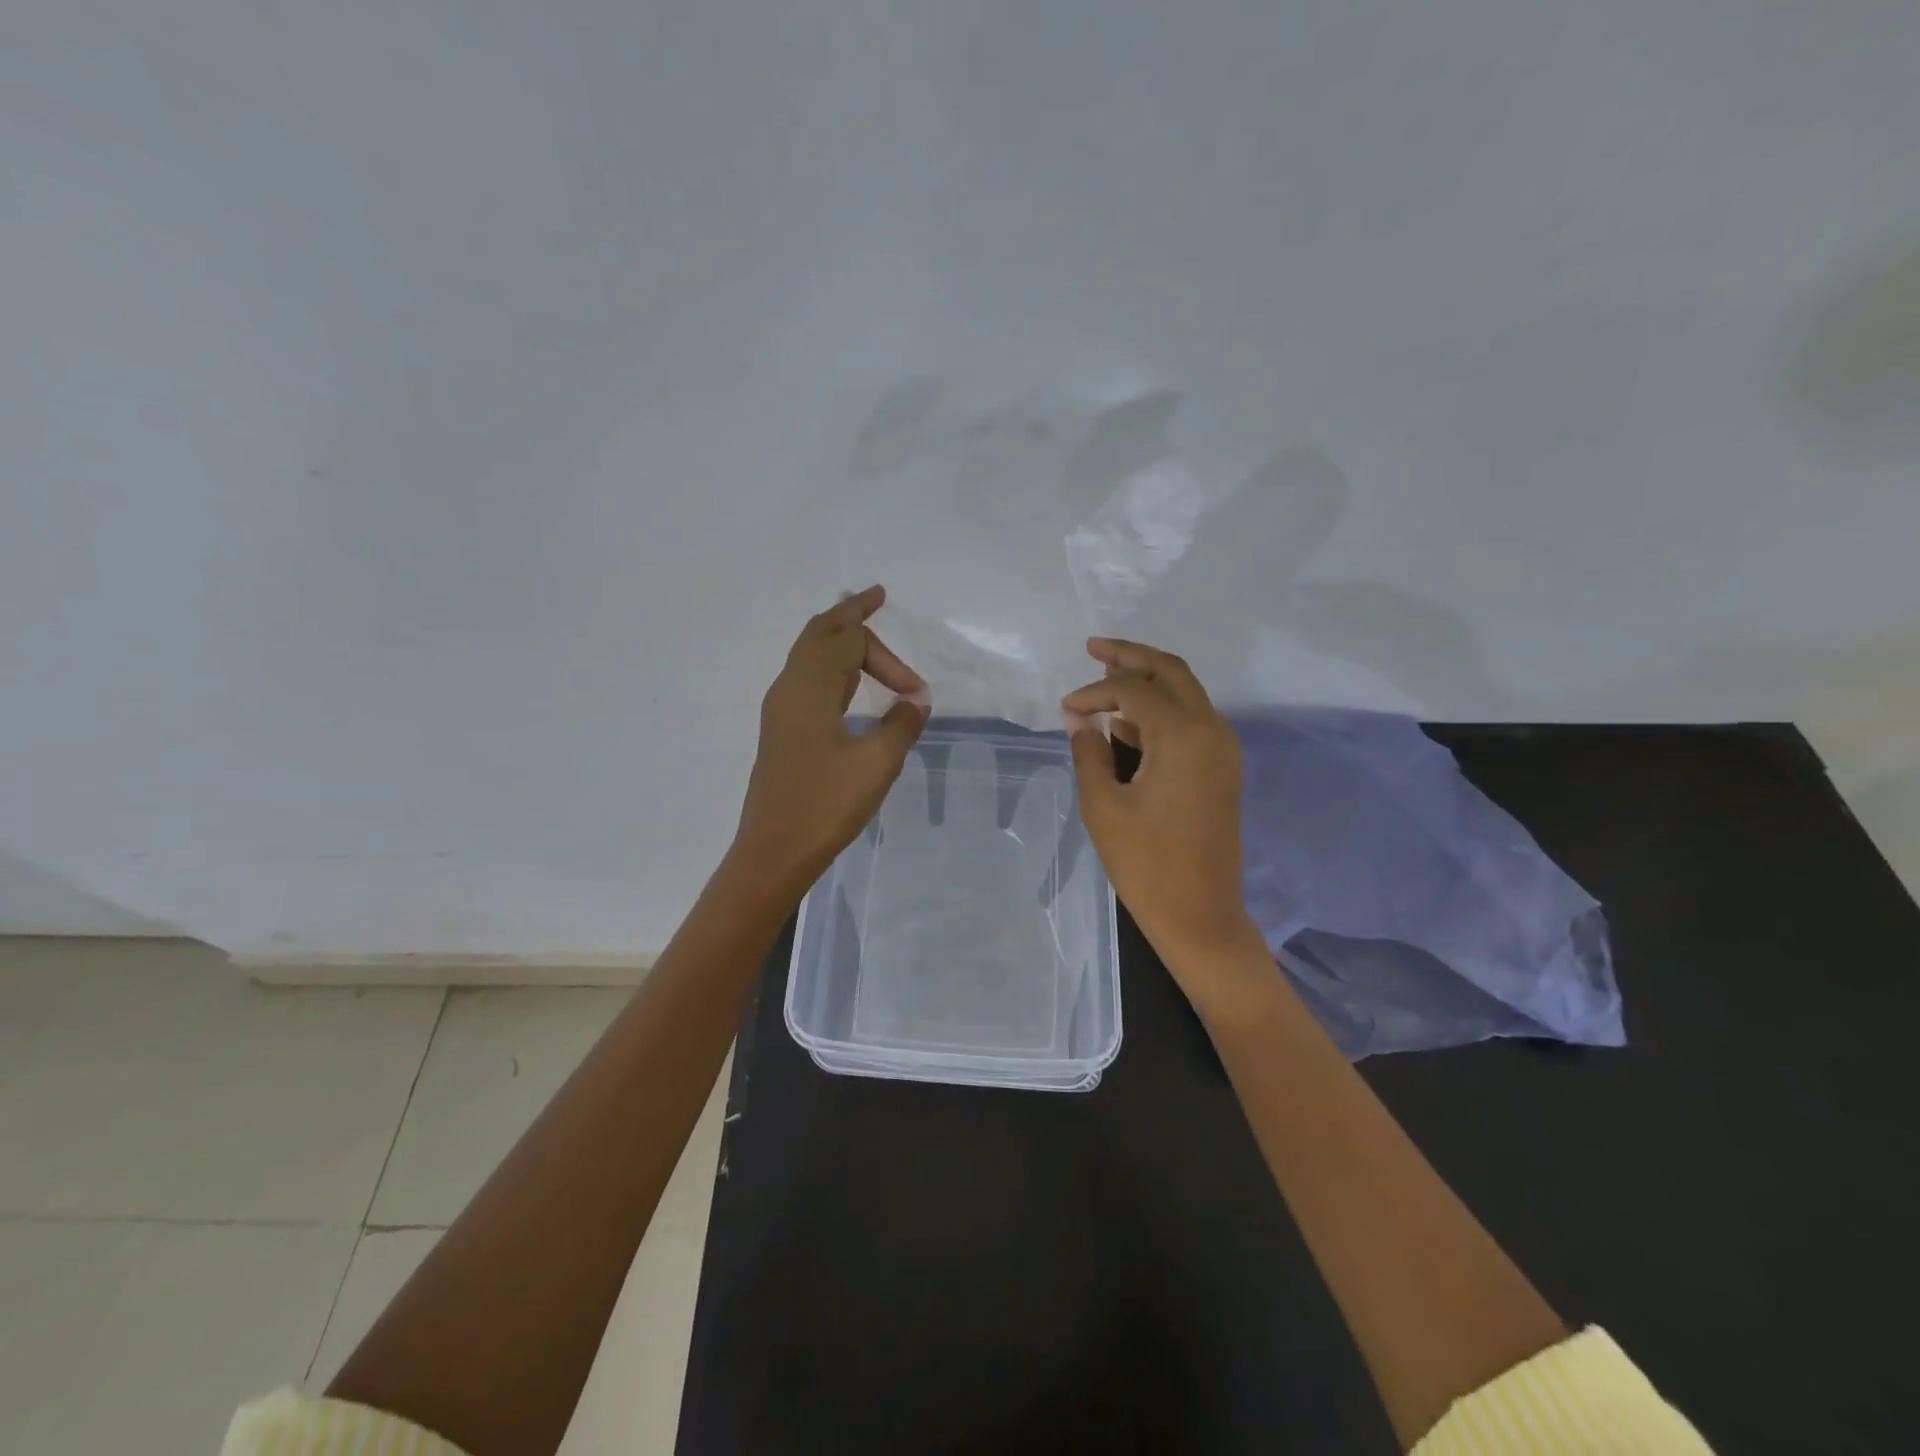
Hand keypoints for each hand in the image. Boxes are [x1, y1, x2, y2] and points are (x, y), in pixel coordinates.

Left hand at [731, 585, 929, 895]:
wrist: (773, 852)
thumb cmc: (825, 805)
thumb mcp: (876, 763)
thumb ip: (902, 724)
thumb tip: (916, 700)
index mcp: (808, 688)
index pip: (850, 643)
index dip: (890, 661)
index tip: (917, 695)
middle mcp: (789, 688)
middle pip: (819, 633)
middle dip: (849, 615)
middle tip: (874, 598)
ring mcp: (781, 710)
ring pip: (808, 655)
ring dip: (837, 639)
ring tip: (860, 627)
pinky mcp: (782, 731)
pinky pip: (807, 679)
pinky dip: (830, 665)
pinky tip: (846, 682)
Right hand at [1062, 638, 1264, 996]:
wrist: (1201, 916)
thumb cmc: (1146, 865)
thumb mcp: (1103, 808)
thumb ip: (1088, 754)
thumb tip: (1080, 720)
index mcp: (1182, 737)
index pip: (1133, 691)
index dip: (1094, 691)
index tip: (1064, 709)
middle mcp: (1211, 731)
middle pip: (1171, 672)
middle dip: (1131, 656)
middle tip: (1094, 648)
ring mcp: (1223, 750)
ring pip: (1186, 693)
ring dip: (1148, 681)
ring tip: (1106, 678)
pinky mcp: (1223, 769)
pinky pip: (1192, 721)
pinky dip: (1161, 711)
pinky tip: (1128, 722)